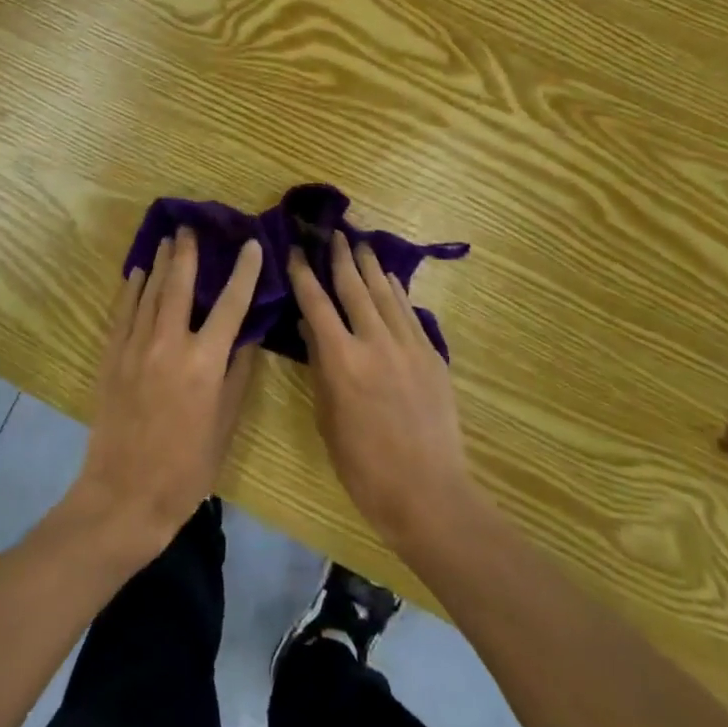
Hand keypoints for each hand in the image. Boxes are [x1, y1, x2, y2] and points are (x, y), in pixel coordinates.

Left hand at [64, 228, 262, 564]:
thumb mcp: (224, 426)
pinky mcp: (111, 358)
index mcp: (203, 363)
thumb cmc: (185, 469)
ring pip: (148, 293)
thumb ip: (236, 376)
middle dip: (187, 253)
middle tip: (190, 226)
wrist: (123, 498)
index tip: (251, 245)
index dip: (243, 272)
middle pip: (180, 285)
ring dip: (159, 263)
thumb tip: (246, 337)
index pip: (230, 305)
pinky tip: (135, 274)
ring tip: (167, 240)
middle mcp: (169, 345)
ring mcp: (135, 348)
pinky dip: (130, 290)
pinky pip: (122, 313)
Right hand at [290, 232, 476, 553]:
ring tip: (361, 243)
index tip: (296, 250)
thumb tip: (311, 328)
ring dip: (370, 266)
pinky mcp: (431, 355)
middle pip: (354, 287)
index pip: (316, 303)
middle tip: (333, 232)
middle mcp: (374, 342)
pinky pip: (409, 311)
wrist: (428, 493)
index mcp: (342, 360)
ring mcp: (407, 345)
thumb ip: (320, 367)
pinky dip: (395, 291)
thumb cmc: (365, 467)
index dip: (304, 273)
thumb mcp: (328, 419)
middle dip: (341, 257)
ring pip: (385, 293)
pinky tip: (389, 280)